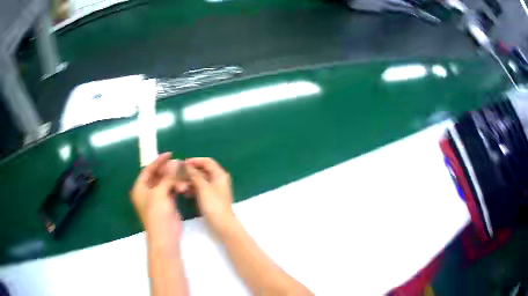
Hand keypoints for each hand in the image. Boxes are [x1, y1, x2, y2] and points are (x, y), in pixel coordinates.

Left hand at [131, 153, 187, 239]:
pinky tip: (184, 186)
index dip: (158, 161)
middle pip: (157, 175)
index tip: (170, 154)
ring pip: (166, 183)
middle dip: (168, 170)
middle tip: (179, 164)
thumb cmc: (157, 214)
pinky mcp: (167, 203)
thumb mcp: (160, 193)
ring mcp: (157, 198)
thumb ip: (167, 177)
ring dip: (174, 179)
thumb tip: (175, 162)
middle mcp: (147, 192)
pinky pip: (171, 190)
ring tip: (184, 177)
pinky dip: (177, 187)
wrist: (165, 236)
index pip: (148, 170)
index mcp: (140, 188)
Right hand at [185, 158, 234, 235]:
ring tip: (181, 186)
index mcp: (219, 174)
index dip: (195, 161)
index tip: (182, 164)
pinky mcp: (211, 198)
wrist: (222, 224)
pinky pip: (201, 189)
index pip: (207, 161)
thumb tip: (187, 165)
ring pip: (201, 180)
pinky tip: (185, 193)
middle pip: (203, 170)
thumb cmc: (213, 205)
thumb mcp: (203, 188)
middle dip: (191, 172)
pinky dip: (194, 189)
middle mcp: (218, 179)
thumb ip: (195, 175)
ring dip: (191, 181)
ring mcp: (215, 189)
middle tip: (178, 175)